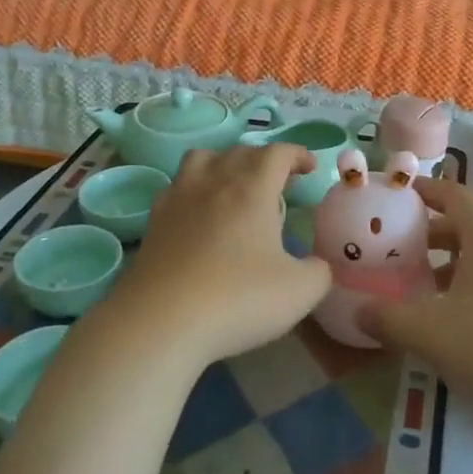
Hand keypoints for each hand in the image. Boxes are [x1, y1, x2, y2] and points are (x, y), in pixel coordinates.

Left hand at [107, 144, 331, 364]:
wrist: (161, 322)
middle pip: (240, 151)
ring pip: (202, 159)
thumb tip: (317, 265)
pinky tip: (199, 215)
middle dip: (264, 160)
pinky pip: (177, 187)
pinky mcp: (154, 220)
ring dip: (223, 163)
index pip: (278, 153)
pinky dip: (194, 189)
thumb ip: (318, 272)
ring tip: (234, 187)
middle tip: (278, 184)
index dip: (298, 154)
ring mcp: (179, 198)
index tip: (310, 168)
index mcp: (253, 189)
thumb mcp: (300, 292)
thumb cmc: (238, 299)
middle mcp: (214, 181)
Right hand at [359, 177, 472, 434]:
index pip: (455, 196)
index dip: (426, 189)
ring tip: (413, 285)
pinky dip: (462, 290)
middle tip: (394, 247)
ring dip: (444, 266)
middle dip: (428, 234)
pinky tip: (444, 321)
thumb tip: (359, 311)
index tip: (399, 192)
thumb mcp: (430, 332)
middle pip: (464, 228)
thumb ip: (388, 319)